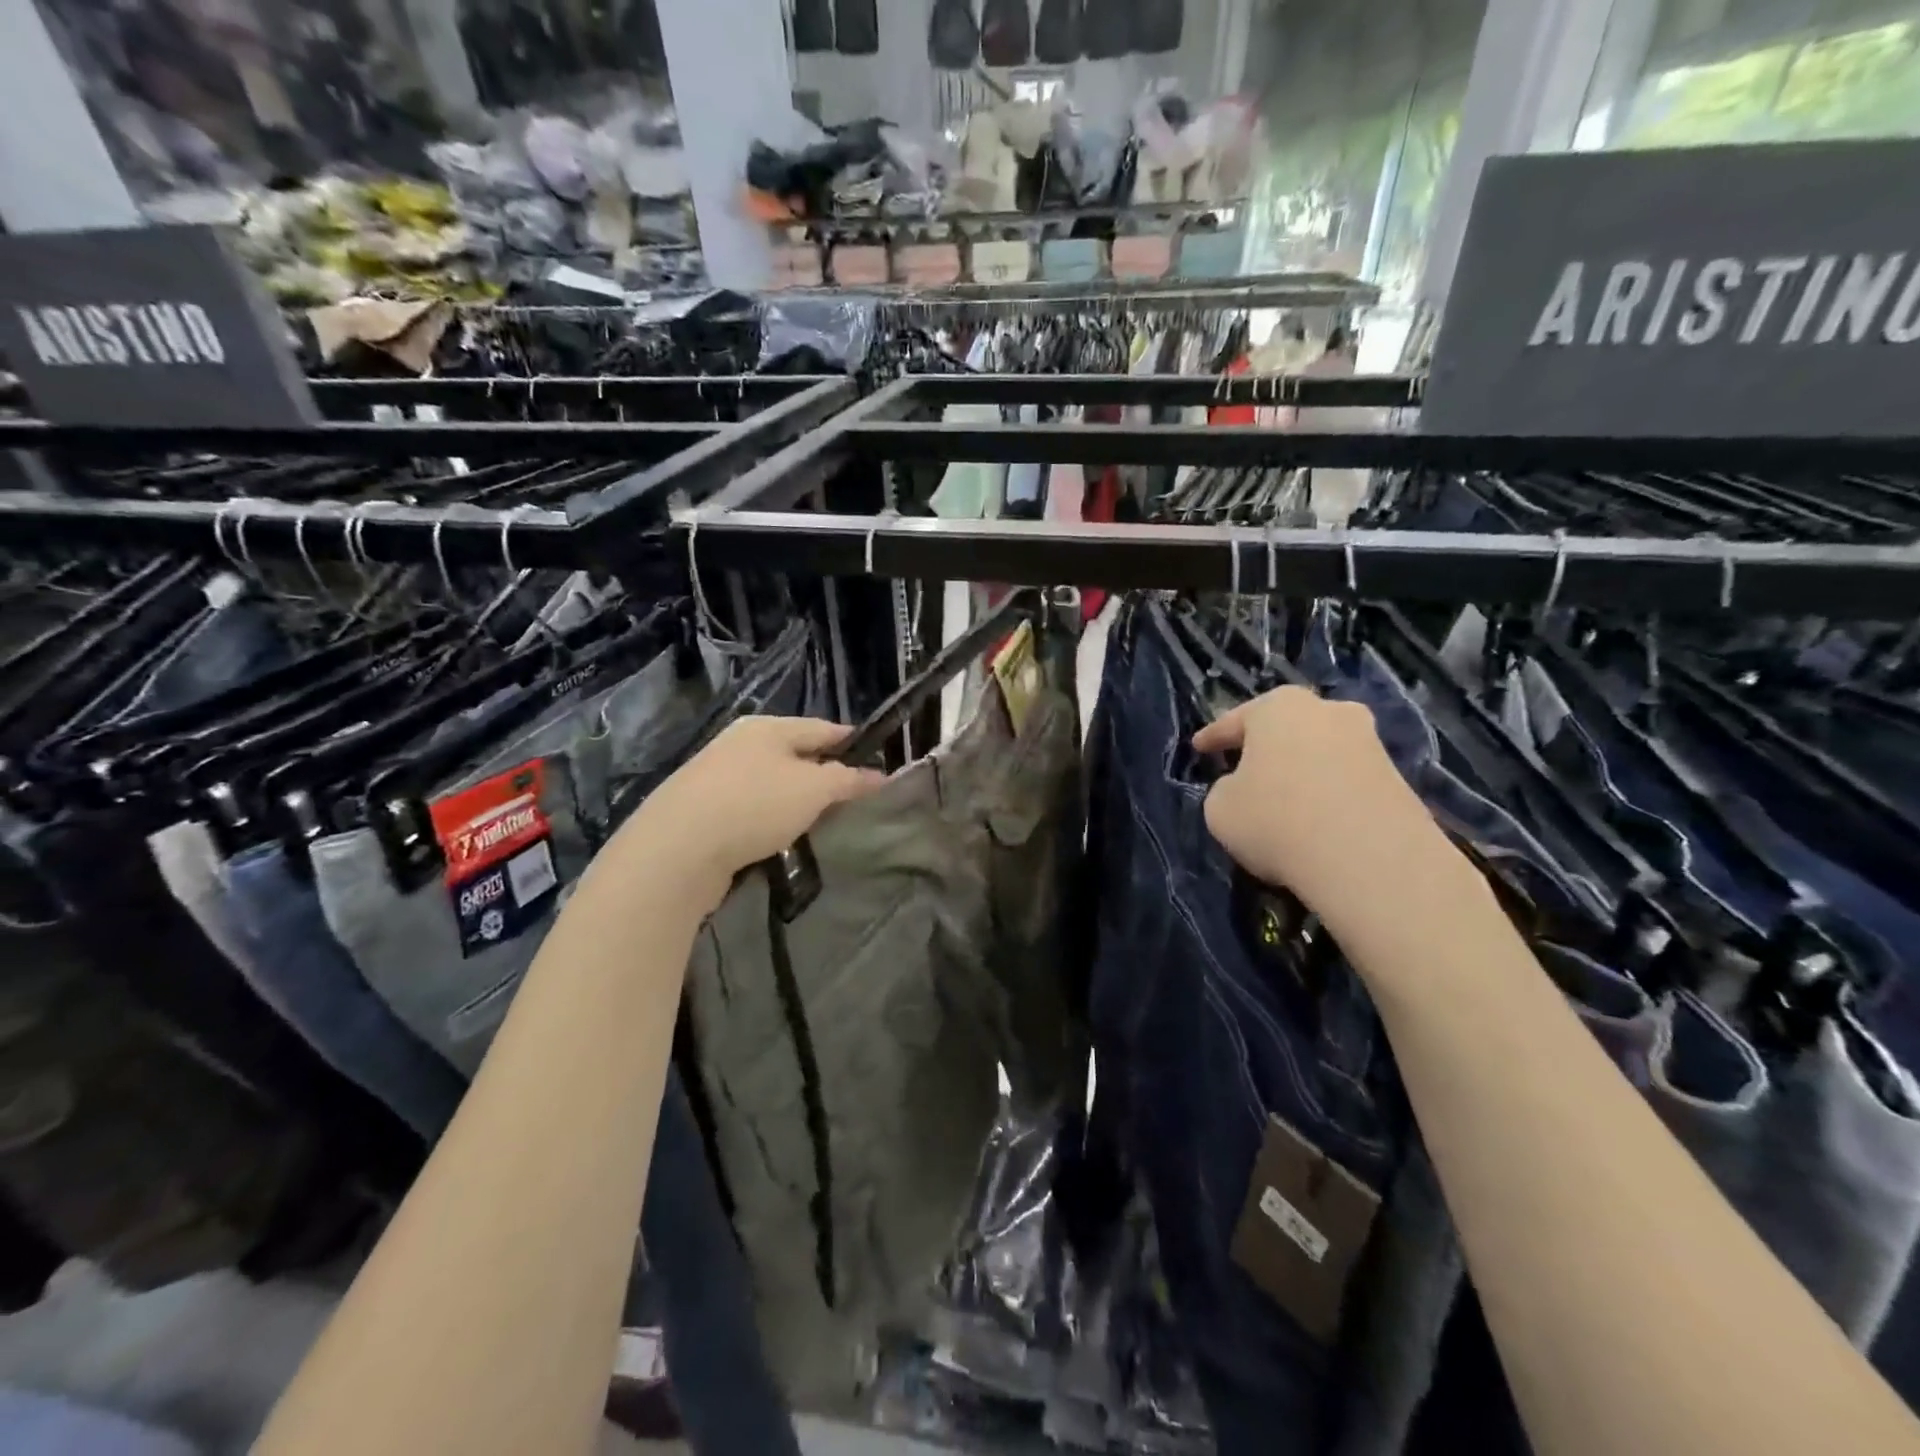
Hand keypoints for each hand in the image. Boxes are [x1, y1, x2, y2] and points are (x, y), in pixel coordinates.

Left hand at [614, 718, 885, 908]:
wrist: (676, 849)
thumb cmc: (754, 805)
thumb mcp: (814, 789)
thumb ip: (849, 779)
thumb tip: (879, 775)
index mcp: (768, 727)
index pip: (823, 728)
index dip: (853, 743)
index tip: (878, 763)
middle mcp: (740, 742)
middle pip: (795, 754)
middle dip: (824, 774)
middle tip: (851, 800)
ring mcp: (716, 775)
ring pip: (772, 782)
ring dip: (795, 800)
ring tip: (819, 823)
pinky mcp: (702, 809)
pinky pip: (750, 807)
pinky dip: (769, 818)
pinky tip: (778, 838)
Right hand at [1193, 687, 1448, 930]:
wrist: (1369, 857)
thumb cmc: (1276, 819)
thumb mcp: (1220, 808)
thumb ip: (1225, 790)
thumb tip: (1245, 790)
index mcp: (1278, 707)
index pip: (1234, 721)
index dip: (1212, 737)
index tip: (1198, 748)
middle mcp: (1327, 711)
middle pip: (1286, 727)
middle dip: (1267, 746)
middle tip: (1246, 767)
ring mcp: (1369, 742)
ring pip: (1320, 752)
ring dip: (1301, 770)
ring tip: (1284, 800)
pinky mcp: (1398, 778)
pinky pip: (1346, 780)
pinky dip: (1329, 794)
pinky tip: (1317, 821)